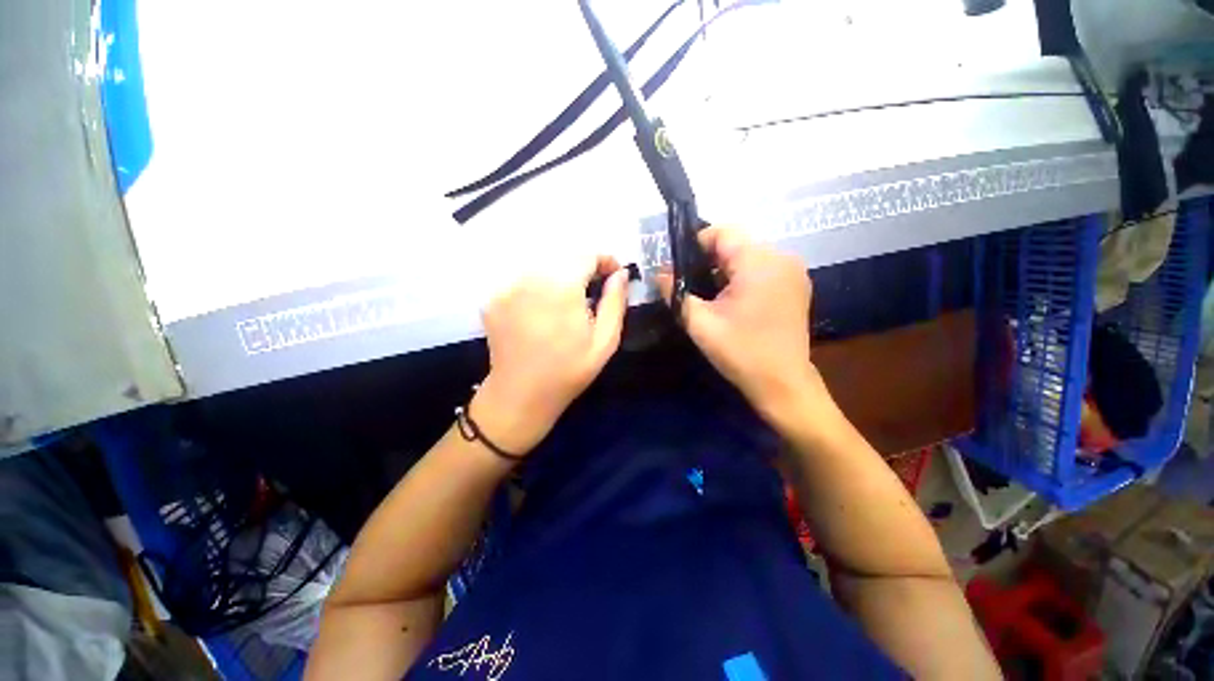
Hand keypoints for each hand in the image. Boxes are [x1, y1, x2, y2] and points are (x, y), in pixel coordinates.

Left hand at [474, 256, 629, 454]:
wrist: (520, 395)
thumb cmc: (569, 371)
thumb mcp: (605, 341)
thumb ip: (615, 302)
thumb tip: (620, 274)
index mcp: (562, 288)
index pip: (586, 254)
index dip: (604, 260)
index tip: (613, 274)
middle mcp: (531, 279)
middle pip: (563, 257)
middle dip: (583, 268)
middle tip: (593, 290)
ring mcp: (508, 288)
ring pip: (542, 267)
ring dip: (560, 277)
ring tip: (568, 303)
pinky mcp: (494, 299)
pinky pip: (523, 281)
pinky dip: (539, 288)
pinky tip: (542, 312)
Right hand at [657, 227, 815, 418]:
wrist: (783, 384)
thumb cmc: (740, 352)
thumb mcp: (699, 323)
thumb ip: (675, 293)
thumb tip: (659, 273)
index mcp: (759, 261)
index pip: (722, 232)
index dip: (695, 246)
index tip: (679, 270)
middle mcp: (781, 257)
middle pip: (735, 244)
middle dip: (708, 261)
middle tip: (690, 287)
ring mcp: (792, 271)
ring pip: (748, 257)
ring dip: (725, 271)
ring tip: (709, 298)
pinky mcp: (796, 286)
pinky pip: (762, 270)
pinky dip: (742, 279)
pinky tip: (732, 303)